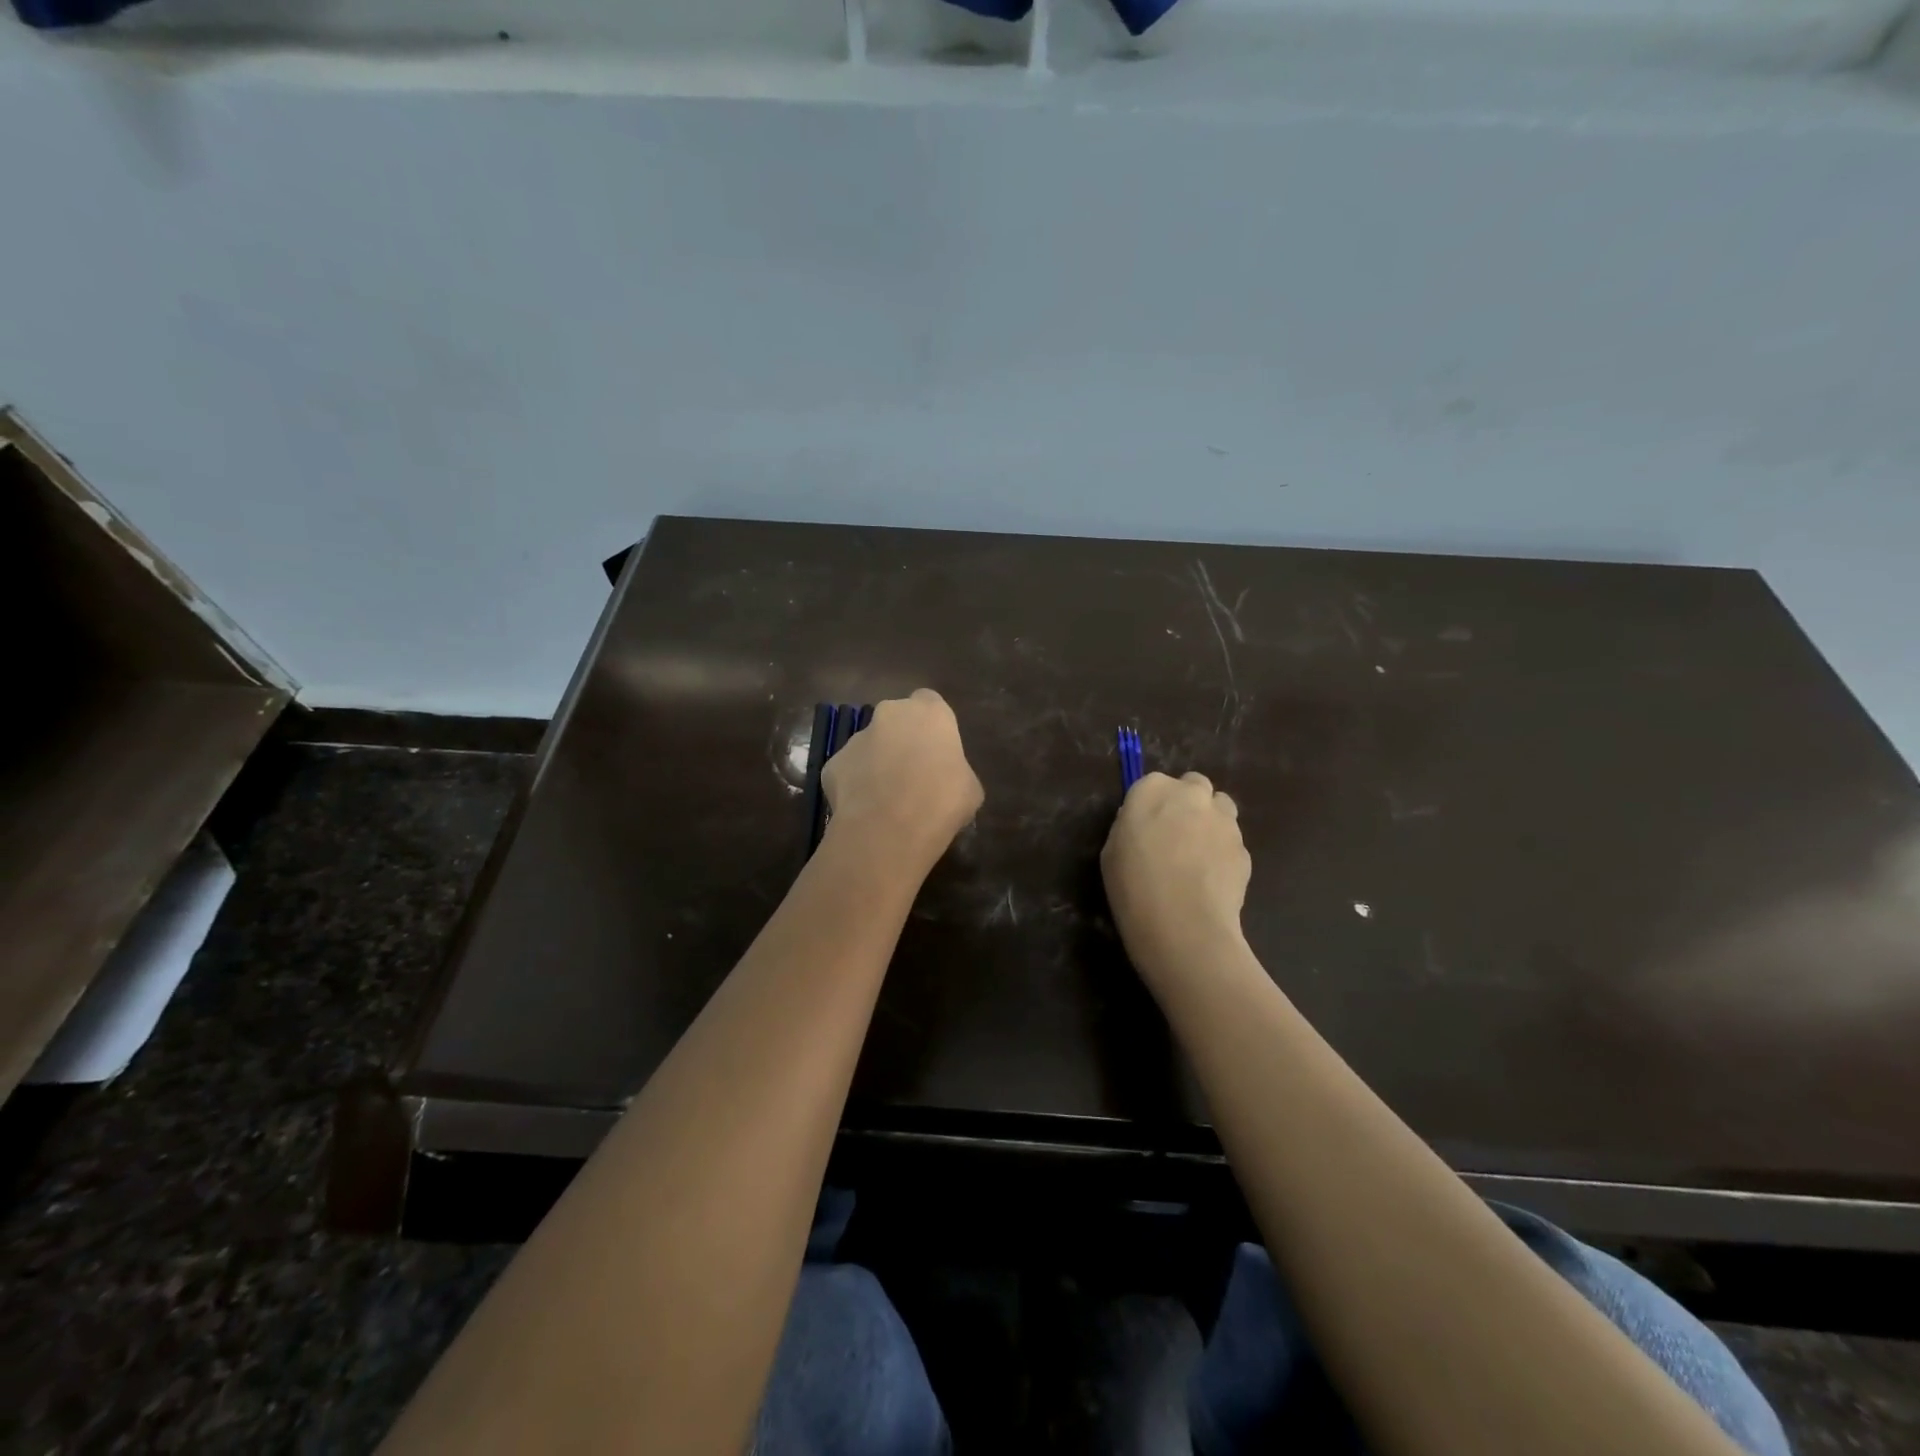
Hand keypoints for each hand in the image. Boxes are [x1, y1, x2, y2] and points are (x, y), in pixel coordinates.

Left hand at [822, 690, 983, 873]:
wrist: (890, 828)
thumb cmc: (942, 801)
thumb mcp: (970, 789)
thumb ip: (956, 772)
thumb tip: (949, 782)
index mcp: (929, 712)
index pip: (929, 703)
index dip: (932, 727)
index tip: (936, 751)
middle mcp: (890, 714)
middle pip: (895, 721)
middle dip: (901, 741)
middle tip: (912, 775)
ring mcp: (856, 738)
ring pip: (869, 746)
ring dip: (876, 764)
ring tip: (887, 800)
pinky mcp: (832, 764)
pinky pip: (848, 772)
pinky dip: (855, 787)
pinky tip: (866, 811)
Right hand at [1101, 771, 1251, 993]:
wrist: (1183, 924)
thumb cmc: (1133, 886)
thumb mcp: (1111, 852)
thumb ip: (1130, 826)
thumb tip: (1145, 824)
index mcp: (1152, 790)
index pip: (1154, 783)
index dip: (1152, 804)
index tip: (1146, 827)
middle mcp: (1191, 795)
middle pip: (1194, 785)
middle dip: (1188, 803)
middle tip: (1175, 834)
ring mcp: (1223, 820)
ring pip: (1221, 808)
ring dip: (1210, 821)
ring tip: (1197, 855)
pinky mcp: (1244, 847)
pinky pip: (1232, 841)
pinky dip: (1223, 852)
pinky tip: (1211, 879)